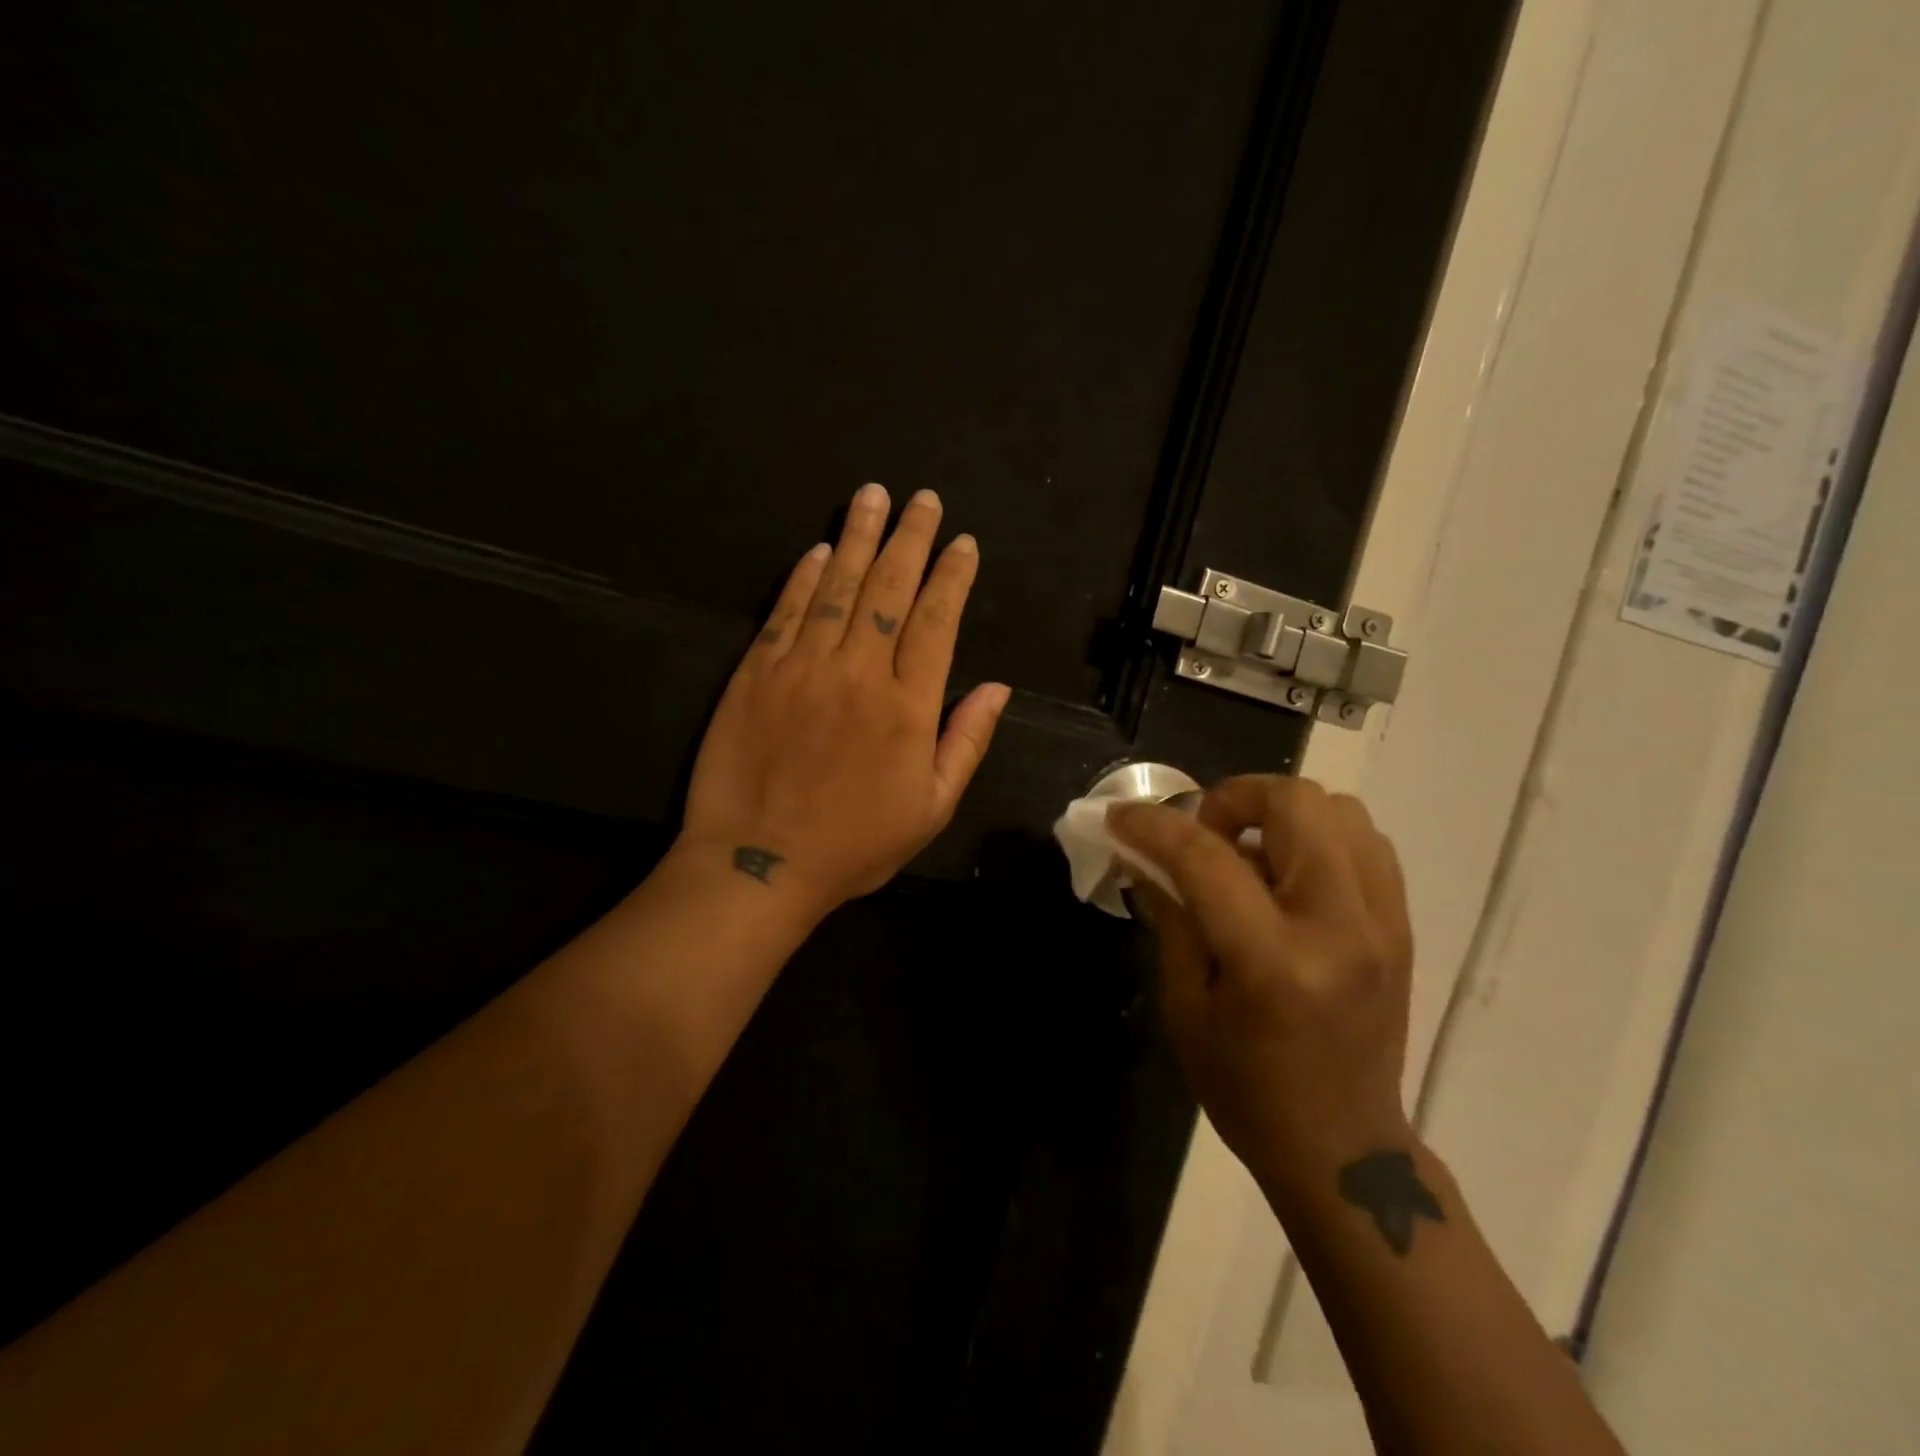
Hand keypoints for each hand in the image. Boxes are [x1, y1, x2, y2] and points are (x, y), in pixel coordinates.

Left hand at [677, 482, 1010, 914]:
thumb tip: (998, 688)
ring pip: (837, 587)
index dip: (952, 576)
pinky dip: (803, 577)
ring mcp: (802, 666)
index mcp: (908, 706)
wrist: (759, 864)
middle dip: (910, 538)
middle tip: (922, 498)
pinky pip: (785, 611)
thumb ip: (967, 742)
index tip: (962, 542)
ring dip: (859, 538)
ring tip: (872, 496)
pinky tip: (819, 550)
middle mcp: (858, 671)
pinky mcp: (756, 672)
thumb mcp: (931, 808)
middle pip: (890, 589)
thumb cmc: (854, 844)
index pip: (937, 621)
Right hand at [1108, 776, 1414, 1205]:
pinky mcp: (1400, 925)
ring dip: (1279, 814)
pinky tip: (1286, 874)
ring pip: (1338, 809)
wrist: (1343, 1149)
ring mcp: (1382, 922)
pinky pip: (1364, 841)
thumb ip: (1171, 917)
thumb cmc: (1246, 1089)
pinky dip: (1317, 836)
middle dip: (1232, 799)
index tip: (1120, 816)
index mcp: (1274, 960)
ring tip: (1247, 852)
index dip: (1154, 825)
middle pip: (1295, 803)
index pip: (1208, 858)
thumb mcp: (1186, 1006)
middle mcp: (1340, 926)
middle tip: (1203, 835)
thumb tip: (1144, 855)